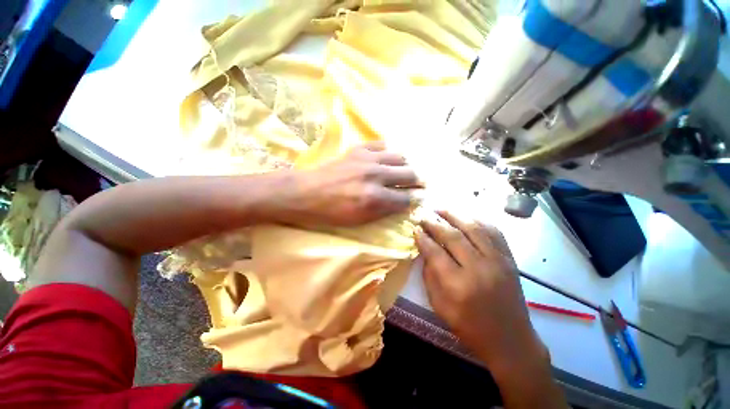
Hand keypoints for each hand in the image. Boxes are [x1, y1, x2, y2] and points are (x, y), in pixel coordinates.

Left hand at [277, 142, 420, 226]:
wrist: (305, 193)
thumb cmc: (331, 213)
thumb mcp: (360, 220)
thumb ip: (384, 211)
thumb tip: (403, 203)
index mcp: (376, 198)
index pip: (407, 198)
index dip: (416, 199)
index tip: (420, 198)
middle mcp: (376, 175)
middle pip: (410, 174)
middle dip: (418, 181)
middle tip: (418, 184)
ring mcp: (368, 159)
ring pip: (400, 157)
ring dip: (406, 166)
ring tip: (405, 171)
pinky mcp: (359, 149)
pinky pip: (383, 145)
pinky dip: (389, 153)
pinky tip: (387, 159)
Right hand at [415, 211, 545, 370]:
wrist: (510, 340)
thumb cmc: (470, 327)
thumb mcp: (439, 306)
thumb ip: (430, 275)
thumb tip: (425, 250)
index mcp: (458, 285)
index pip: (435, 252)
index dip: (422, 238)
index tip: (414, 228)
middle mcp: (479, 268)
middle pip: (453, 236)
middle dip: (434, 222)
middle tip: (423, 214)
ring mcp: (497, 261)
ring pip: (473, 228)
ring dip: (454, 215)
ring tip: (440, 208)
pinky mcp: (509, 259)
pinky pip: (493, 232)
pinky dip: (478, 220)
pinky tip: (466, 216)